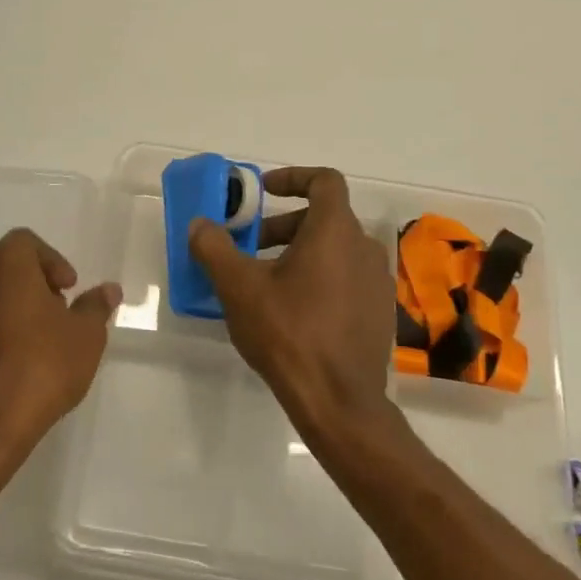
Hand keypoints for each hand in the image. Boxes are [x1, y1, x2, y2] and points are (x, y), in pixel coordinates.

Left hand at [0, 229, 118, 455]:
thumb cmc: (42, 366)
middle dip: (24, 286)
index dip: (51, 262)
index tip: (67, 290)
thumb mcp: (85, 335)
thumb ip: (95, 306)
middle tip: (50, 316)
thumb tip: (109, 290)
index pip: (26, 243)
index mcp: (3, 264)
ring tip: (22, 347)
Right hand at [188, 166, 397, 441]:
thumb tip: (200, 224)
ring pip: (335, 249)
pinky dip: (320, 277)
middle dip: (284, 225)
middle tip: (251, 247)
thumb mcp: (239, 288)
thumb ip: (215, 248)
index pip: (325, 180)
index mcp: (335, 231)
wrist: (339, 402)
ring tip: (265, 282)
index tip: (264, 191)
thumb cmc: (289, 333)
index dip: (293, 177)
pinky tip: (293, 311)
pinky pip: (346, 278)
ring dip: (300, 253)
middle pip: (324, 217)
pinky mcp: (379, 312)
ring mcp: (377, 281)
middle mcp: (364, 247)